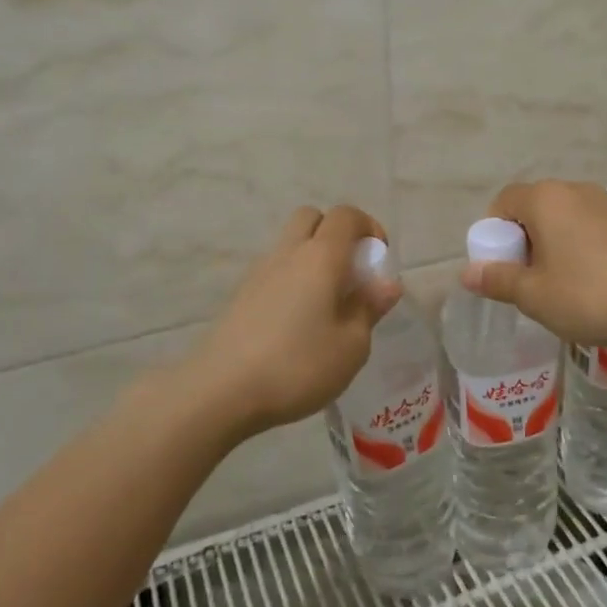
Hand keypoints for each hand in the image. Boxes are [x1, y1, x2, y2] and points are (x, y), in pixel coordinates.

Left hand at [179, 205, 402, 436]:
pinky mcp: (240, 296)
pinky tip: (297, 323)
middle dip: (336, 234)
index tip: (379, 260)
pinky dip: (292, 281)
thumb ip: (369, 309)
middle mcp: (288, 253)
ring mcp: (259, 272)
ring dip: (312, 259)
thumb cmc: (297, 365)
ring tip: (326, 303)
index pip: (346, 215)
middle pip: (312, 218)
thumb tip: (386, 284)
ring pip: (290, 244)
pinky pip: (274, 271)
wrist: (219, 391)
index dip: (369, 228)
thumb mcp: (351, 346)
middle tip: (350, 273)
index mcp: (321, 257)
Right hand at [459, 180, 606, 347]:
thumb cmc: (591, 295)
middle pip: (535, 207)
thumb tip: (467, 272)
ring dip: (555, 243)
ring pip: (566, 217)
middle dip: (525, 240)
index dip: (494, 232)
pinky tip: (596, 281)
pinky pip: (593, 227)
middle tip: (529, 279)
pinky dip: (584, 246)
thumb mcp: (535, 295)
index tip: (501, 266)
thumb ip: (498, 280)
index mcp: (546, 199)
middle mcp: (576, 190)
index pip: (504, 201)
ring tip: (563, 284)